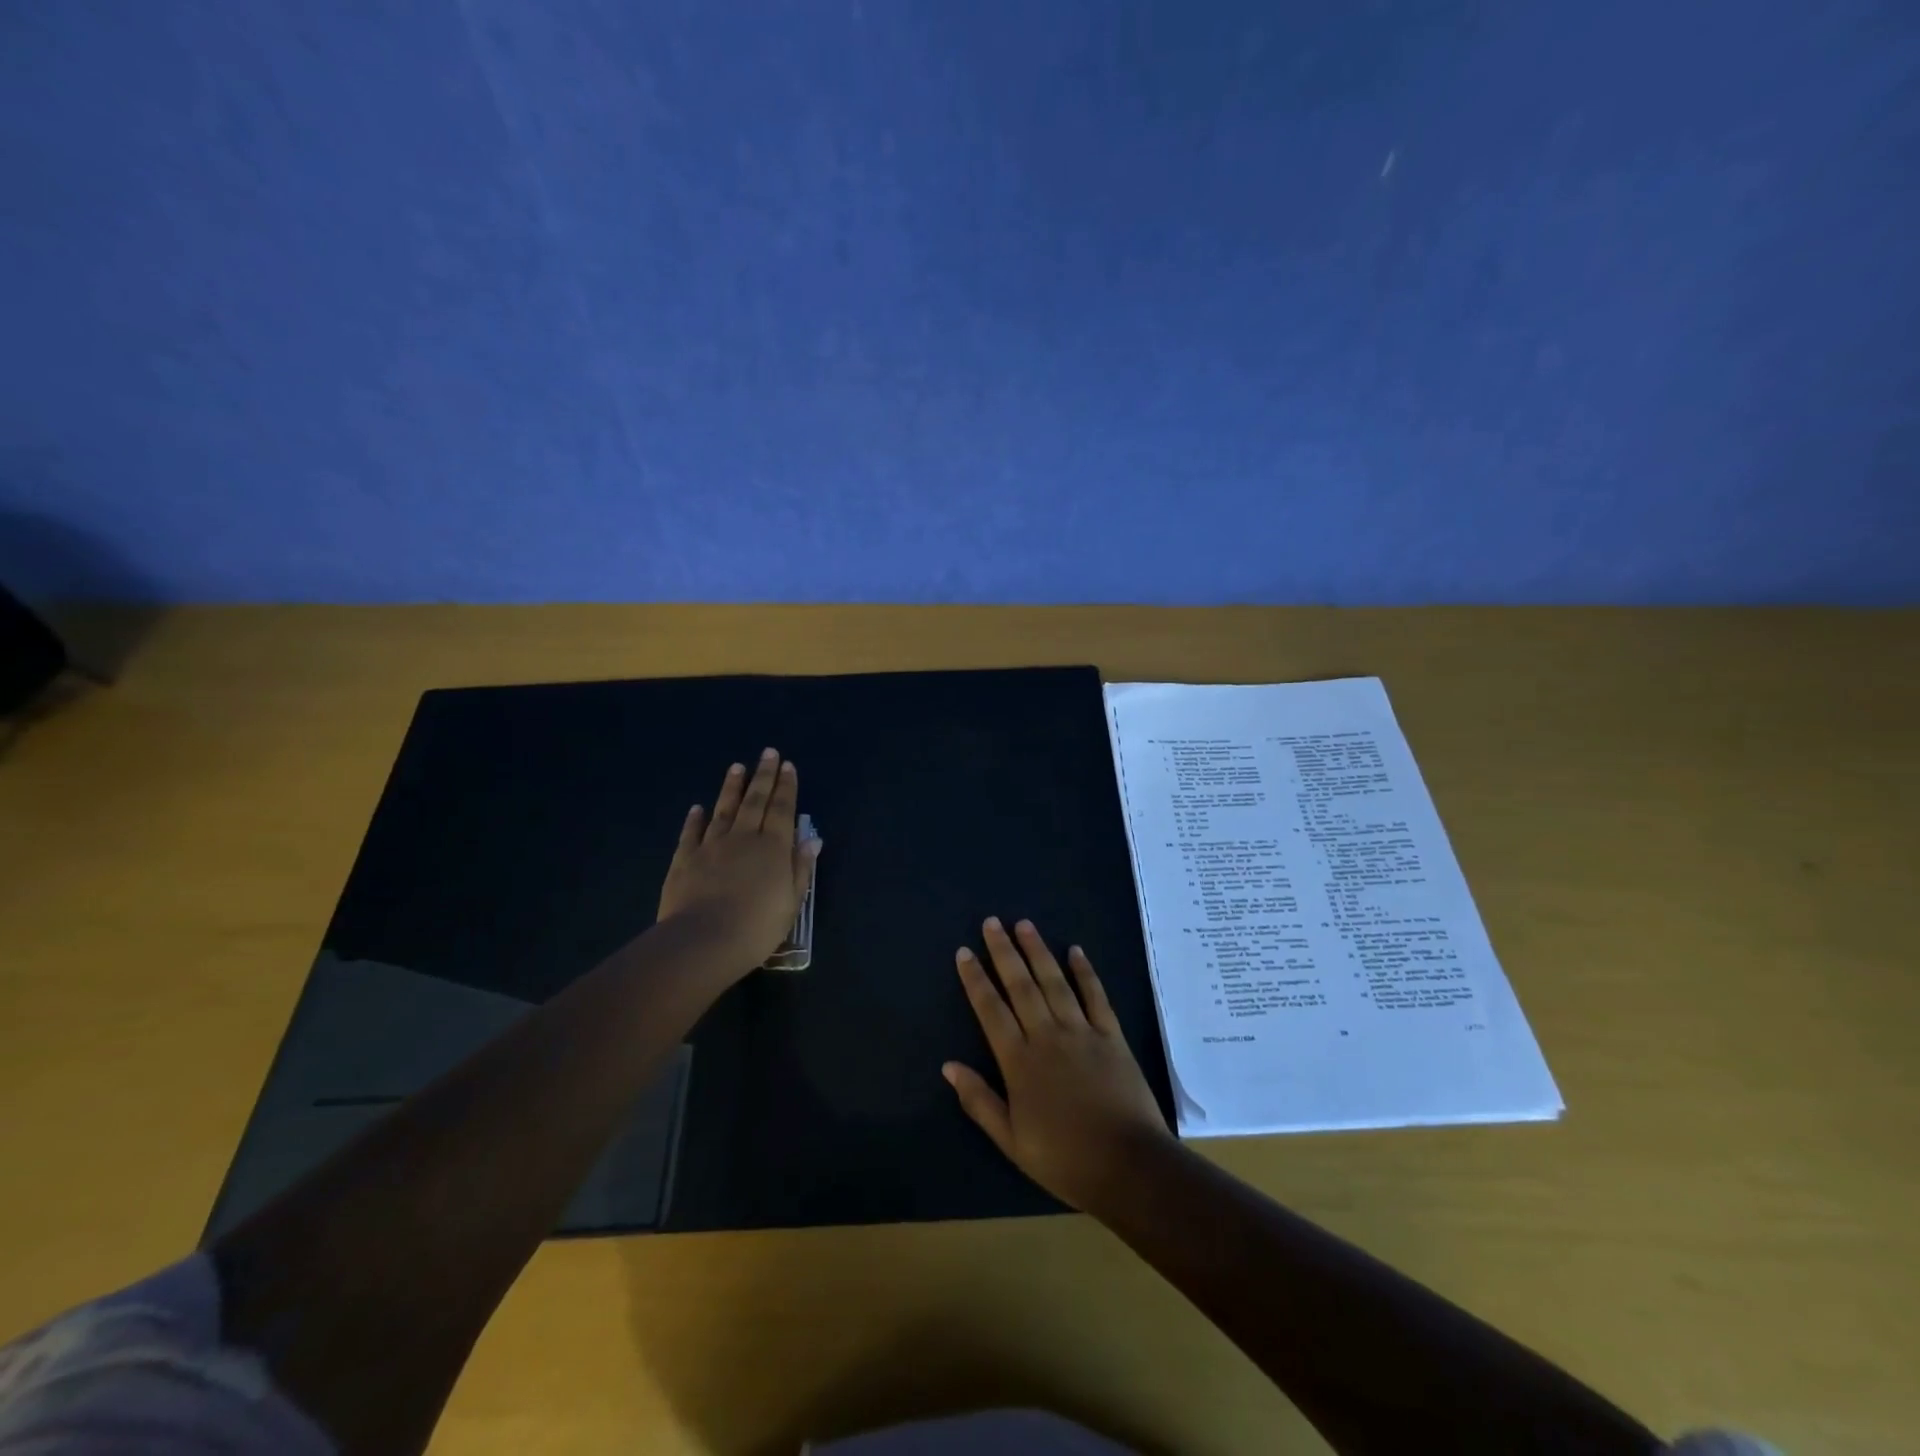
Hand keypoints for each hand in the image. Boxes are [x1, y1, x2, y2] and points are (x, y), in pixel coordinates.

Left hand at [655, 748, 822, 978]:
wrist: (703, 942)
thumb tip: (811, 839)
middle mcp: (743, 838)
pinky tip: (697, 808)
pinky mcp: (684, 860)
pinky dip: (695, 819)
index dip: (786, 787)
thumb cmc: (757, 926)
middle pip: (755, 801)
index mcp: (773, 848)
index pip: (782, 809)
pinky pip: (691, 833)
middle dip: (764, 776)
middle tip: (768, 753)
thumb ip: (800, 868)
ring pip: (724, 809)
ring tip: (737, 767)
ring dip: (732, 787)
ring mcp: (711, 846)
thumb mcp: (791, 901)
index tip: (788, 765)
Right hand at [944, 917, 1172, 1212]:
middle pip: (1021, 985)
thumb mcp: (1012, 1141)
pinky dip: (1085, 971)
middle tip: (992, 922)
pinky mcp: (1111, 1035)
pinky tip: (1075, 950)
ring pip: (1055, 982)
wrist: (1128, 1166)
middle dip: (1003, 952)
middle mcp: (1047, 1036)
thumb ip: (979, 1100)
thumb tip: (948, 1066)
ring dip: (1038, 951)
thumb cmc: (1065, 1159)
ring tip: (1024, 924)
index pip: (990, 1010)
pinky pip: (1095, 995)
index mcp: (1019, 1061)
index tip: (964, 952)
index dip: (975, 979)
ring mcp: (1082, 1031)